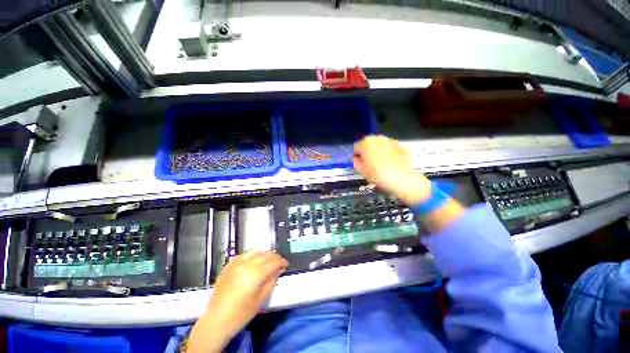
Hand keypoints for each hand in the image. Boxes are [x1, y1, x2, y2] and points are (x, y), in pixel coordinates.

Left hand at [187, 251, 287, 352]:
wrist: (217, 320)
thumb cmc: (241, 313)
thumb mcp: (261, 299)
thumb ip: (272, 280)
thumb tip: (279, 269)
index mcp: (256, 274)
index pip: (274, 261)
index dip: (282, 262)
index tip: (286, 265)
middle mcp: (246, 264)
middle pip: (266, 254)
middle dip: (275, 258)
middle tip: (278, 264)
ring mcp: (236, 263)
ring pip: (255, 251)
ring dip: (264, 255)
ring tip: (267, 262)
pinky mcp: (229, 266)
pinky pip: (244, 255)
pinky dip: (252, 256)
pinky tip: (252, 263)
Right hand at [354, 135, 430, 204]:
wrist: (402, 179)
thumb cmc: (379, 175)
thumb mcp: (362, 171)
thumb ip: (355, 163)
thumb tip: (355, 160)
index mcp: (365, 143)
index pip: (356, 148)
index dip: (357, 157)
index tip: (360, 165)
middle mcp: (377, 138)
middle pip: (367, 145)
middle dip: (366, 153)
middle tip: (369, 165)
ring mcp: (389, 140)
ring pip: (378, 145)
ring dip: (376, 152)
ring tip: (380, 164)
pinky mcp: (399, 145)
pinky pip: (388, 148)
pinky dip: (387, 153)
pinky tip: (389, 163)